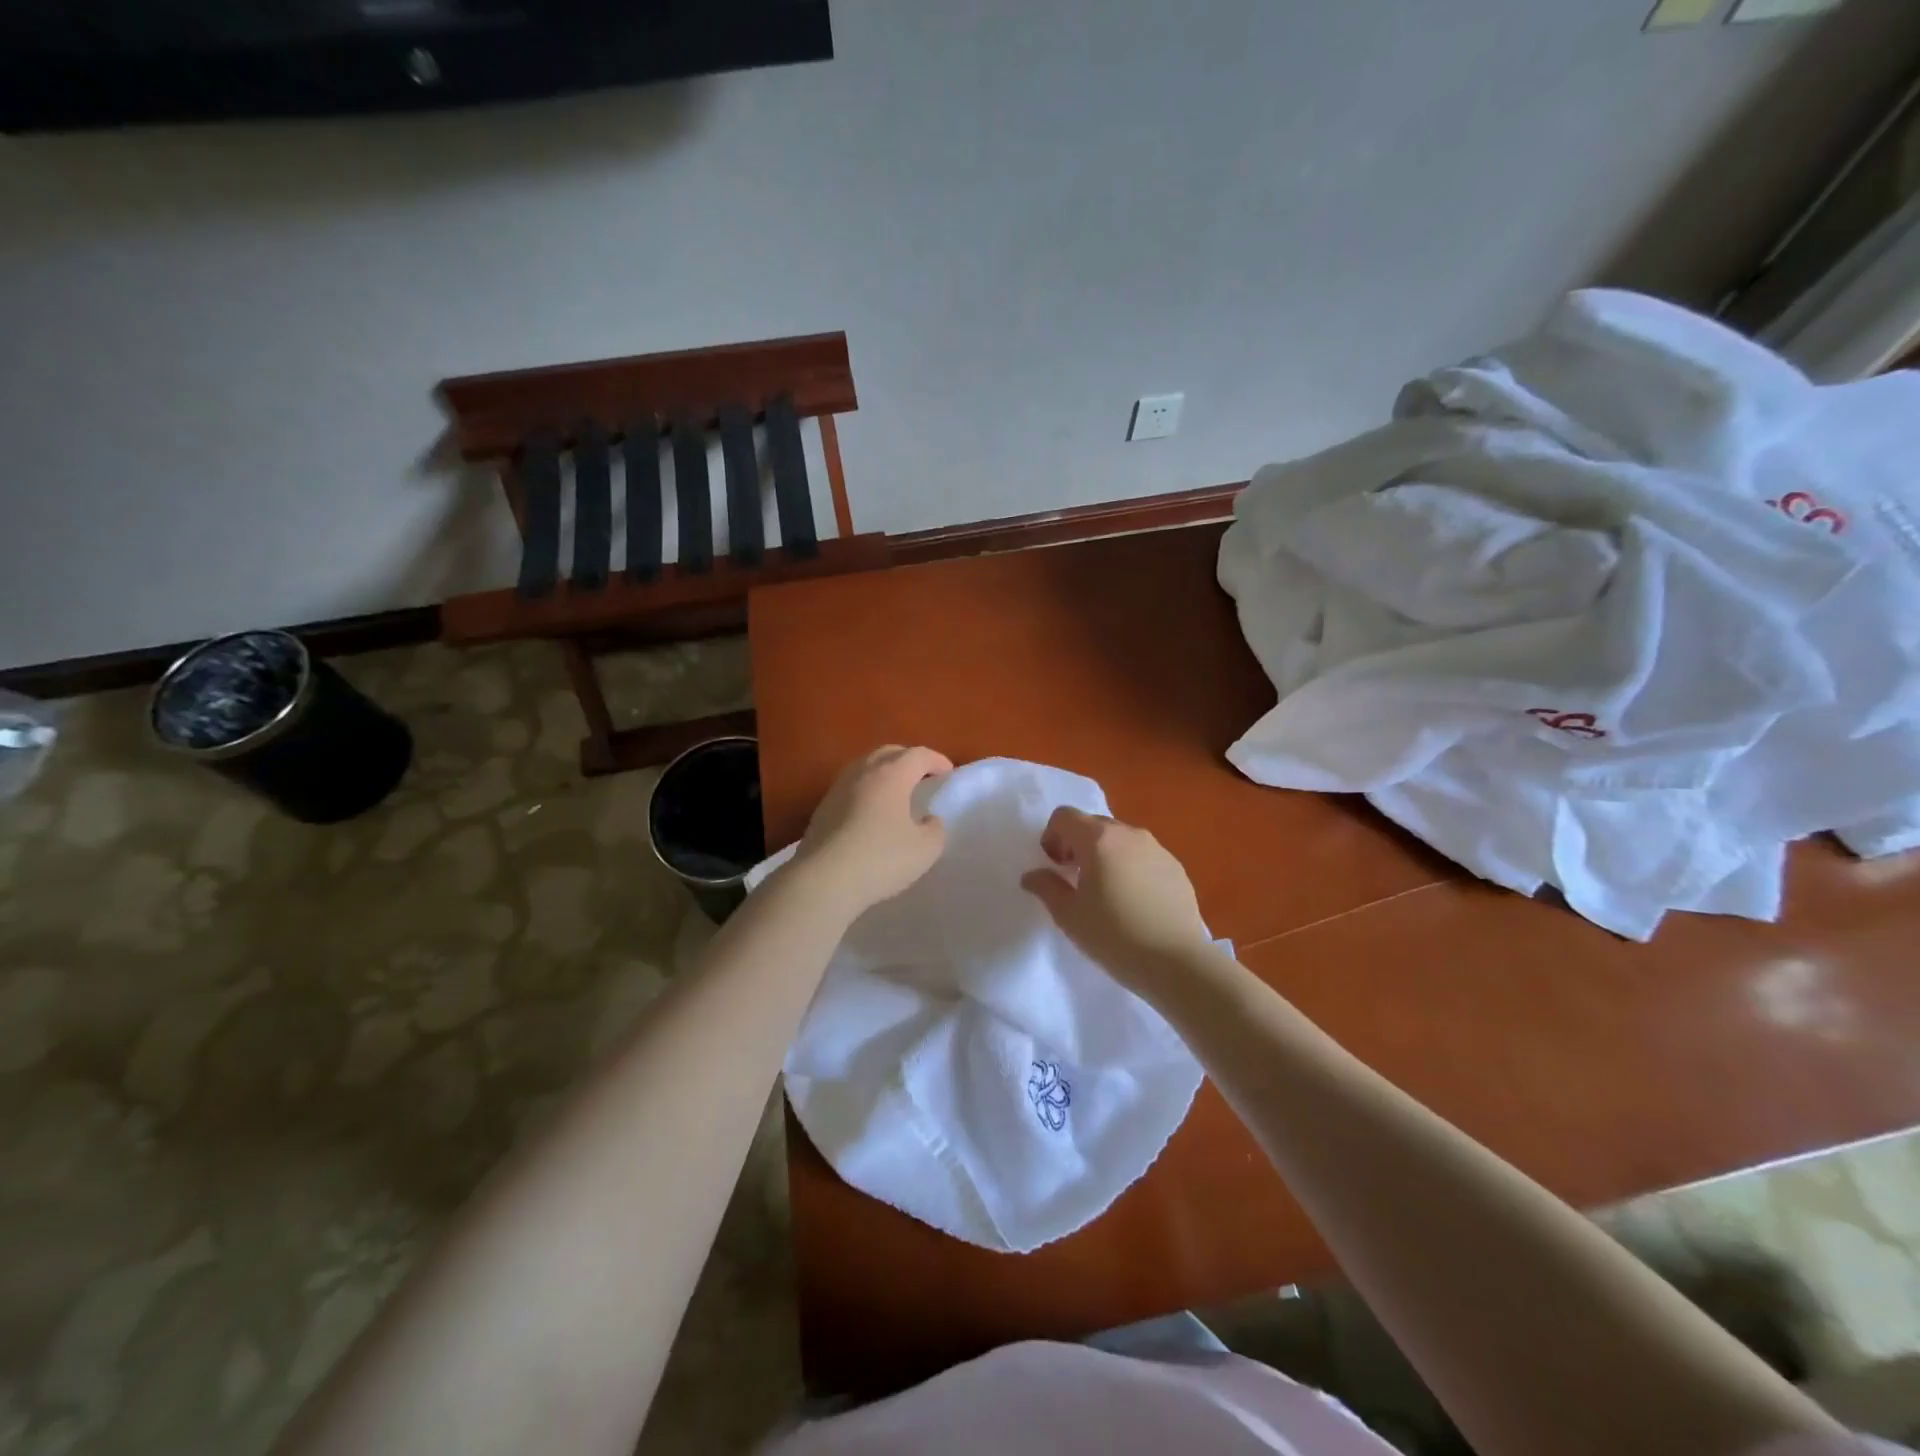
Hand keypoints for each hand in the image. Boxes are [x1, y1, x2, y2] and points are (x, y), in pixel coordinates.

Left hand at [791, 745, 952, 918]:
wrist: (823, 880)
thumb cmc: (881, 859)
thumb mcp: (925, 850)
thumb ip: (935, 830)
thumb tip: (928, 820)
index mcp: (892, 775)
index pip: (919, 755)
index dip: (937, 760)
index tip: (948, 773)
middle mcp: (863, 772)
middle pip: (889, 753)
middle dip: (909, 760)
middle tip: (922, 776)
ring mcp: (838, 788)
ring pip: (865, 767)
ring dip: (884, 773)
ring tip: (895, 793)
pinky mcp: (822, 808)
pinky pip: (850, 788)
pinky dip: (866, 791)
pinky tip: (870, 813)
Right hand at [1021, 807, 1214, 990]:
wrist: (1177, 963)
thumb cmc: (1114, 936)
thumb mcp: (1069, 916)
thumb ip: (1047, 887)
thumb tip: (1032, 875)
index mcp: (1099, 839)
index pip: (1065, 816)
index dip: (1051, 836)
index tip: (1054, 866)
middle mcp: (1129, 834)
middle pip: (1093, 824)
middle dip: (1077, 844)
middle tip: (1074, 879)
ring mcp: (1157, 849)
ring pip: (1120, 839)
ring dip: (1105, 855)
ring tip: (1105, 892)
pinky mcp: (1176, 867)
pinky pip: (1143, 856)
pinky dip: (1130, 867)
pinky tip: (1134, 902)